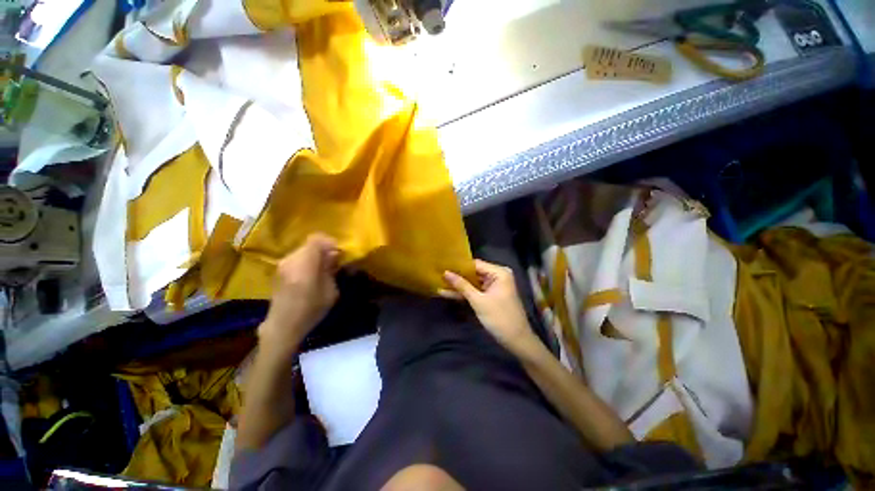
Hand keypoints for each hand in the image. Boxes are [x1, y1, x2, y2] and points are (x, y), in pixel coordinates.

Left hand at [259, 233, 340, 355]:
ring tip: (324, 269)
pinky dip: (307, 261)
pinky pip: (297, 258)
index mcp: (305, 263)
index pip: (316, 239)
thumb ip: (331, 269)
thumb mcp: (330, 291)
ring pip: (303, 251)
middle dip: (324, 250)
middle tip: (334, 262)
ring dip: (315, 256)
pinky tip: (312, 275)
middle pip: (310, 244)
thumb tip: (333, 255)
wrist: (283, 326)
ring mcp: (282, 264)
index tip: (338, 252)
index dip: (329, 242)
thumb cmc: (311, 310)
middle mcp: (291, 260)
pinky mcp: (279, 270)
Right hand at [441, 260, 537, 354]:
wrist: (516, 341)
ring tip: (439, 282)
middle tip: (438, 273)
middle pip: (473, 273)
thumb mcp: (478, 301)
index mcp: (499, 272)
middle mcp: (497, 276)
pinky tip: (448, 293)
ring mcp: (493, 286)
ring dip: (458, 286)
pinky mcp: (490, 296)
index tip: (442, 264)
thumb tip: (445, 272)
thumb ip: (462, 286)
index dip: (459, 265)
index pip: (475, 264)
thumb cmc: (500, 318)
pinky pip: (475, 291)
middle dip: (457, 276)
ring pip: (472, 283)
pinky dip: (464, 293)